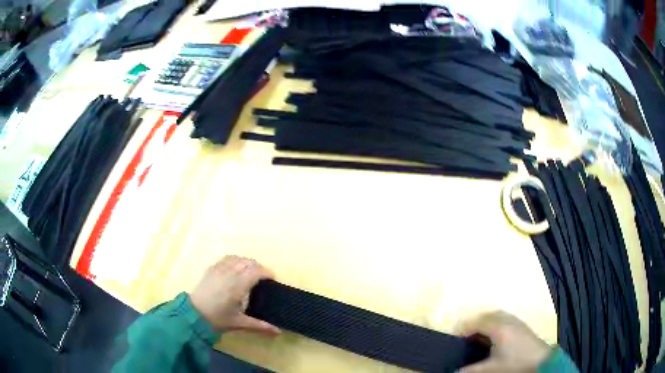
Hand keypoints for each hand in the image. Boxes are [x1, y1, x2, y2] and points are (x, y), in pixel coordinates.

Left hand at [189, 255, 279, 334]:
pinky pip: (226, 259)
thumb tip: (278, 332)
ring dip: (247, 263)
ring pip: (237, 258)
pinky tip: (235, 269)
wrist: (194, 314)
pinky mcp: (211, 268)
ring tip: (250, 272)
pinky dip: (235, 260)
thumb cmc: (218, 318)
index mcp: (238, 285)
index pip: (256, 271)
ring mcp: (219, 269)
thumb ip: (260, 325)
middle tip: (263, 278)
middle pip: (248, 262)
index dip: (267, 272)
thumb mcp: (240, 322)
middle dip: (258, 267)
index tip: (273, 278)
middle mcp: (230, 273)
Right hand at [460, 311, 551, 372]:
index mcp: (498, 328)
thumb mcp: (491, 369)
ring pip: (497, 316)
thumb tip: (455, 371)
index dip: (464, 329)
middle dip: (474, 324)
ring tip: (478, 337)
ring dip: (485, 323)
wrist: (541, 361)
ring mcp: (516, 321)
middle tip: (465, 337)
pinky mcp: (522, 326)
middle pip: (487, 315)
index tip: (455, 339)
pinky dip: (494, 324)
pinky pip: (504, 319)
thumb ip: (471, 370)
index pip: (477, 322)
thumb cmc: (515, 363)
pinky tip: (494, 337)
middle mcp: (507, 320)